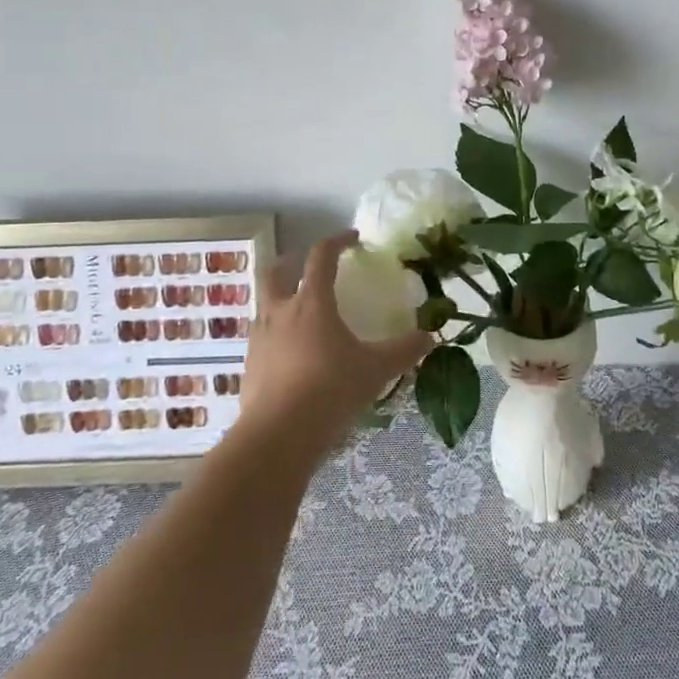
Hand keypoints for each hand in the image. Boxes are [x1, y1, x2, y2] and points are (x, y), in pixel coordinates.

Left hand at [236, 231, 433, 461]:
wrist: (277, 438)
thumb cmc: (330, 391)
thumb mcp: (375, 370)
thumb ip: (404, 350)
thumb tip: (430, 337)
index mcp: (312, 302)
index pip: (321, 256)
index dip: (337, 241)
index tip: (353, 239)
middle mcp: (280, 312)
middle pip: (276, 271)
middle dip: (292, 261)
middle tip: (309, 265)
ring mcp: (259, 339)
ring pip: (265, 305)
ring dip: (281, 299)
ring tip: (302, 314)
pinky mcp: (249, 367)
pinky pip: (262, 339)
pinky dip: (277, 336)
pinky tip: (293, 356)